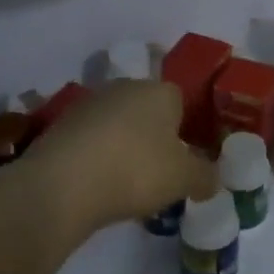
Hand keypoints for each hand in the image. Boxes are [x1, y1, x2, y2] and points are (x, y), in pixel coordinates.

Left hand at [0, 80, 218, 242]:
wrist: (60, 186)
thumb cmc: (135, 171)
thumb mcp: (184, 179)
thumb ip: (205, 176)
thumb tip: (213, 179)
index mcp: (161, 91)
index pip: (182, 101)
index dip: (186, 130)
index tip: (184, 160)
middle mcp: (125, 87)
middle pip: (148, 110)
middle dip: (154, 137)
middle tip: (158, 172)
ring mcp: (89, 103)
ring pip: (117, 124)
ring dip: (123, 146)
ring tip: (125, 183)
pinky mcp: (60, 125)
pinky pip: (91, 140)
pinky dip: (96, 157)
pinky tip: (96, 184)